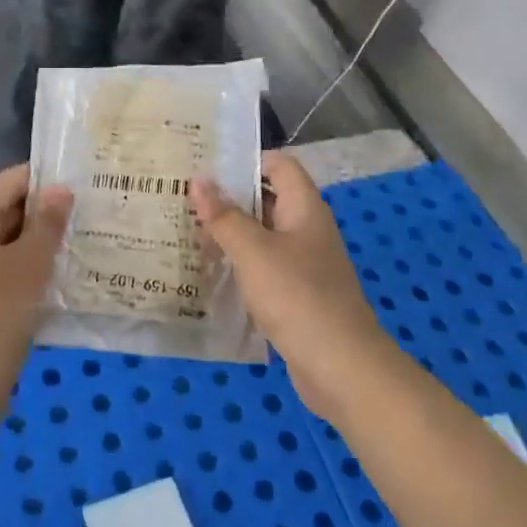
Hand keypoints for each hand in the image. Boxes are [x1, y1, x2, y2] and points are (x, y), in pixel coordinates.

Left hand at [0, 165, 72, 402]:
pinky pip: (2, 269)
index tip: (88, 187)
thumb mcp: (30, 264)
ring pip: (8, 243)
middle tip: (94, 219)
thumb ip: (48, 222)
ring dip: (42, 246)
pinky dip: (29, 270)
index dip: (49, 181)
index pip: (12, 181)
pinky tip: (62, 280)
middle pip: (8, 210)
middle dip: (48, 216)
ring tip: (86, 246)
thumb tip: (61, 189)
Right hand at [191, 153, 385, 417]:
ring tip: (187, 231)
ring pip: (262, 236)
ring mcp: (304, 264)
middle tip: (184, 197)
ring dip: (230, 233)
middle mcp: (307, 230)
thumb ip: (224, 216)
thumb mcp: (253, 251)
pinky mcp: (297, 295)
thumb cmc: (297, 296)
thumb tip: (198, 181)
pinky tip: (209, 271)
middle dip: (229, 197)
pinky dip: (239, 264)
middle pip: (267, 199)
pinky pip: (264, 268)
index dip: (246, 160)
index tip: (206, 165)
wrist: (341, 367)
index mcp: (305, 208)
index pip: (279, 165)